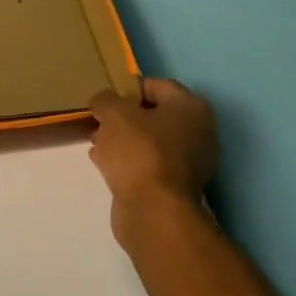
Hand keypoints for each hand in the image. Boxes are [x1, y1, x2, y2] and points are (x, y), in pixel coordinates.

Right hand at [88, 79, 219, 243]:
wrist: (154, 209)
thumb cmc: (139, 151)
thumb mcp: (114, 113)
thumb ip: (105, 100)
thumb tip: (103, 102)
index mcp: (192, 108)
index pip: (157, 86)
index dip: (127, 89)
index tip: (104, 99)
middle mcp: (198, 132)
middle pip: (154, 115)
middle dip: (123, 117)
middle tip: (98, 122)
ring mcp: (190, 162)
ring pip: (149, 141)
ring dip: (123, 140)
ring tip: (96, 143)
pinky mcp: (175, 186)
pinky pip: (147, 164)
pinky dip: (127, 160)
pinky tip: (104, 162)